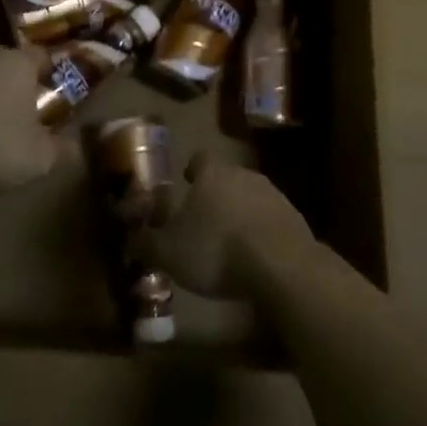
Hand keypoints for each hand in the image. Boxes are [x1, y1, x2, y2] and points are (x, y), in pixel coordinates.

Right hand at [138, 155, 313, 297]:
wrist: (281, 266)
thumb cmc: (216, 250)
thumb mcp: (169, 252)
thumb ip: (147, 245)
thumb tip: (130, 241)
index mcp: (212, 174)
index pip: (201, 158)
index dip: (192, 169)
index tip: (187, 180)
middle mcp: (244, 176)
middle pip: (227, 178)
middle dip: (216, 195)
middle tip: (204, 218)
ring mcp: (274, 196)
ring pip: (251, 198)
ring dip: (241, 214)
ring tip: (230, 241)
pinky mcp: (296, 220)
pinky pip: (272, 221)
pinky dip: (262, 233)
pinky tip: (256, 257)